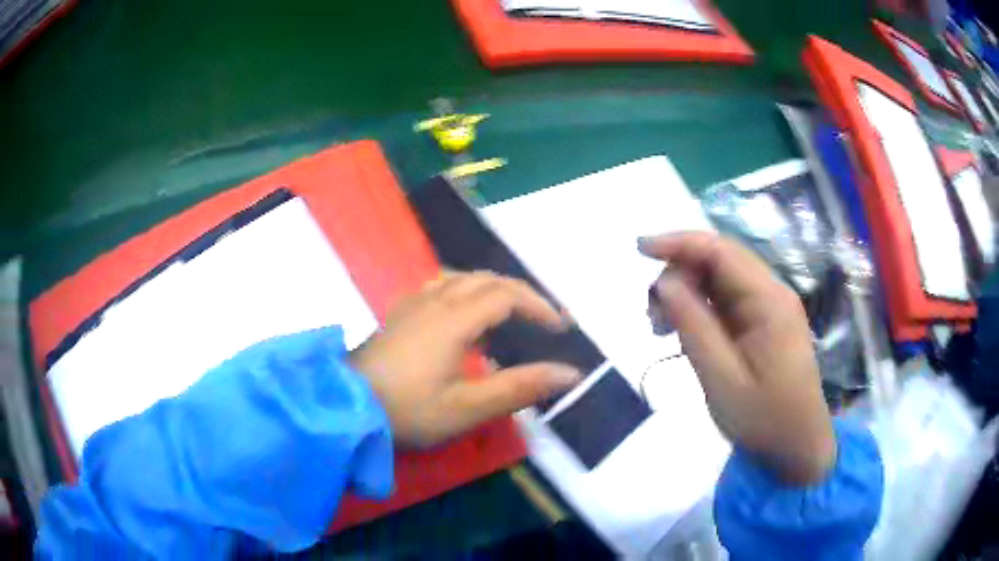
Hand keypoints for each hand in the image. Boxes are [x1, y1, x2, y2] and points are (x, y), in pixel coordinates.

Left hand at [350, 272, 580, 448]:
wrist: (346, 408)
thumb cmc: (407, 411)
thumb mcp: (467, 407)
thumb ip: (519, 388)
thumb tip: (569, 373)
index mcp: (453, 320)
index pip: (507, 296)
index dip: (538, 307)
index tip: (560, 328)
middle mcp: (434, 301)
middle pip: (486, 279)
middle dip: (520, 294)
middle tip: (542, 318)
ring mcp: (412, 305)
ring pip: (461, 279)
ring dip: (492, 288)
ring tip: (510, 313)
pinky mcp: (399, 315)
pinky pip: (440, 287)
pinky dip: (466, 292)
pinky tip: (463, 316)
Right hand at [640, 232, 835, 484]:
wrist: (797, 445)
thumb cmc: (764, 418)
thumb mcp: (722, 379)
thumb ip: (694, 326)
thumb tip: (664, 282)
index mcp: (769, 301)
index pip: (721, 251)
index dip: (678, 242)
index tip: (639, 250)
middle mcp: (772, 293)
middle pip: (720, 260)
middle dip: (679, 273)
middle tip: (652, 315)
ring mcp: (770, 306)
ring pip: (720, 279)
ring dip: (687, 292)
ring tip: (663, 329)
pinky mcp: (764, 321)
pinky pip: (727, 300)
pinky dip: (700, 309)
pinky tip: (686, 334)